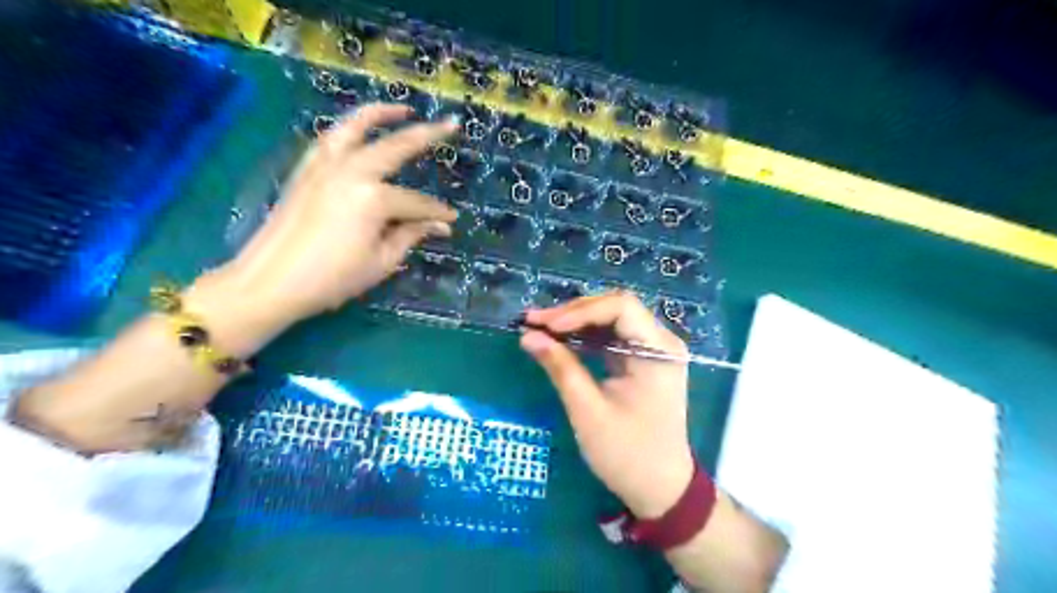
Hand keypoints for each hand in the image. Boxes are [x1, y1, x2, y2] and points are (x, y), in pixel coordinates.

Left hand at [224, 104, 457, 325]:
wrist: (270, 281)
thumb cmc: (333, 278)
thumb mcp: (382, 261)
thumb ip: (411, 235)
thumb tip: (439, 226)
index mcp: (374, 199)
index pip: (416, 202)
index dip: (437, 213)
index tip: (452, 220)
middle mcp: (351, 171)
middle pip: (395, 147)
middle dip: (427, 135)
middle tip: (451, 124)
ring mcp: (325, 166)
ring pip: (355, 127)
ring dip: (381, 114)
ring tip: (402, 108)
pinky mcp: (306, 170)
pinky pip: (330, 139)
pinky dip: (348, 128)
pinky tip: (359, 131)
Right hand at [519, 293, 694, 518]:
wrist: (660, 488)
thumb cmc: (627, 454)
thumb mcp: (588, 411)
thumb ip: (560, 368)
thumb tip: (528, 336)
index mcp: (659, 351)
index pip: (621, 307)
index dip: (580, 311)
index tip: (546, 326)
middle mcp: (661, 342)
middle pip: (615, 309)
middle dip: (573, 313)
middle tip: (534, 322)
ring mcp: (653, 350)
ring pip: (611, 320)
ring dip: (575, 322)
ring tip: (539, 327)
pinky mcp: (642, 360)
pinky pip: (612, 337)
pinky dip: (584, 337)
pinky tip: (559, 340)